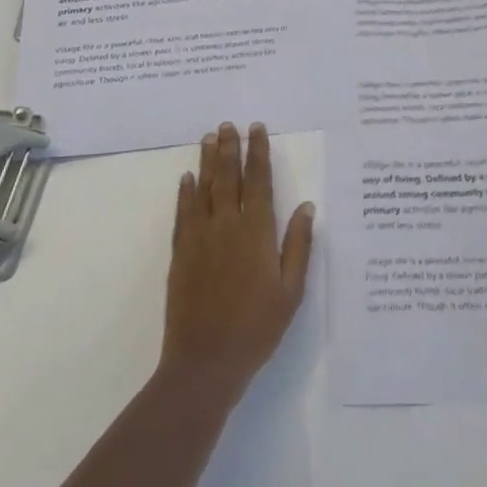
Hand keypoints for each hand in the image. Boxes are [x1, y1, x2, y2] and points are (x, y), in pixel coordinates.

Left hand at [159, 122, 315, 405]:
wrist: (205, 362)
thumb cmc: (256, 328)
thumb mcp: (291, 291)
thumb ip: (297, 245)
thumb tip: (305, 206)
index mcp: (256, 232)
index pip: (258, 181)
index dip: (258, 153)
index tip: (257, 129)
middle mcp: (226, 226)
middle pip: (228, 177)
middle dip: (230, 148)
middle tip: (228, 124)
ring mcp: (200, 238)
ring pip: (204, 188)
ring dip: (207, 161)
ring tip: (209, 138)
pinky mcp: (181, 253)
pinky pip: (183, 213)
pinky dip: (185, 193)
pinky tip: (186, 178)